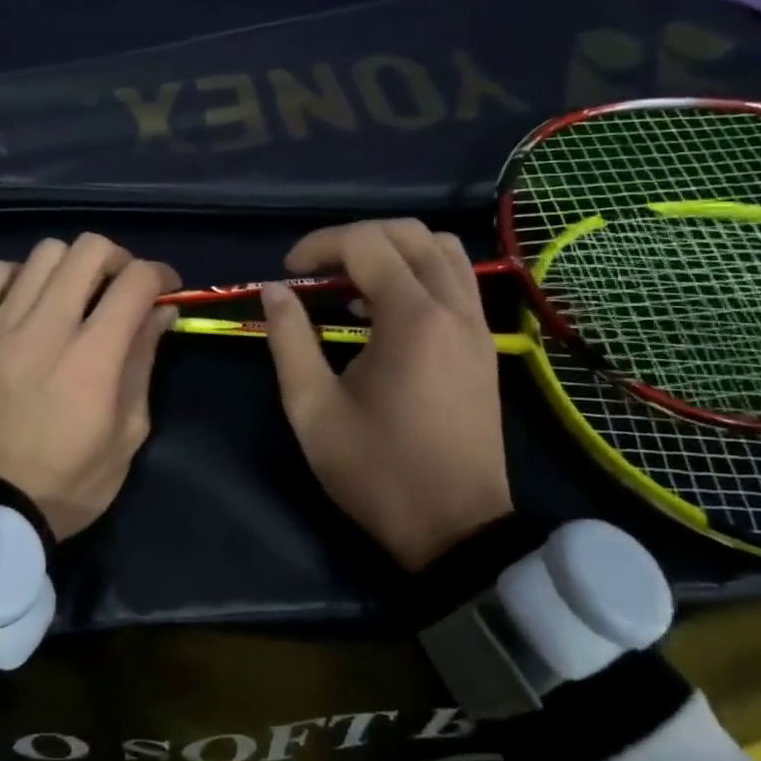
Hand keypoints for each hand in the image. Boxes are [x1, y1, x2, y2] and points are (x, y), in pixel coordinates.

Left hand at [0, 234, 180, 541]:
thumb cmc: (67, 482)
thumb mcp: (127, 434)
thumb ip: (143, 363)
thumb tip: (160, 312)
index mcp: (93, 357)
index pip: (136, 281)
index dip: (161, 274)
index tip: (166, 288)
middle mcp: (46, 328)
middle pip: (89, 250)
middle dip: (119, 259)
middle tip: (121, 287)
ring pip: (44, 253)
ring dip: (71, 265)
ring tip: (73, 294)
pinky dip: (18, 275)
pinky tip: (26, 300)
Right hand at [260, 219, 511, 570]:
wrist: (456, 528)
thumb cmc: (377, 471)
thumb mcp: (313, 409)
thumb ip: (289, 340)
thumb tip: (275, 290)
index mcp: (412, 319)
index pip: (366, 244)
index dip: (319, 245)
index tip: (288, 272)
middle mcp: (454, 307)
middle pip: (408, 232)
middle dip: (355, 238)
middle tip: (317, 270)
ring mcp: (477, 324)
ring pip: (442, 248)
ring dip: (393, 248)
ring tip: (354, 281)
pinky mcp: (485, 344)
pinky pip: (458, 278)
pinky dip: (421, 270)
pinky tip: (388, 307)